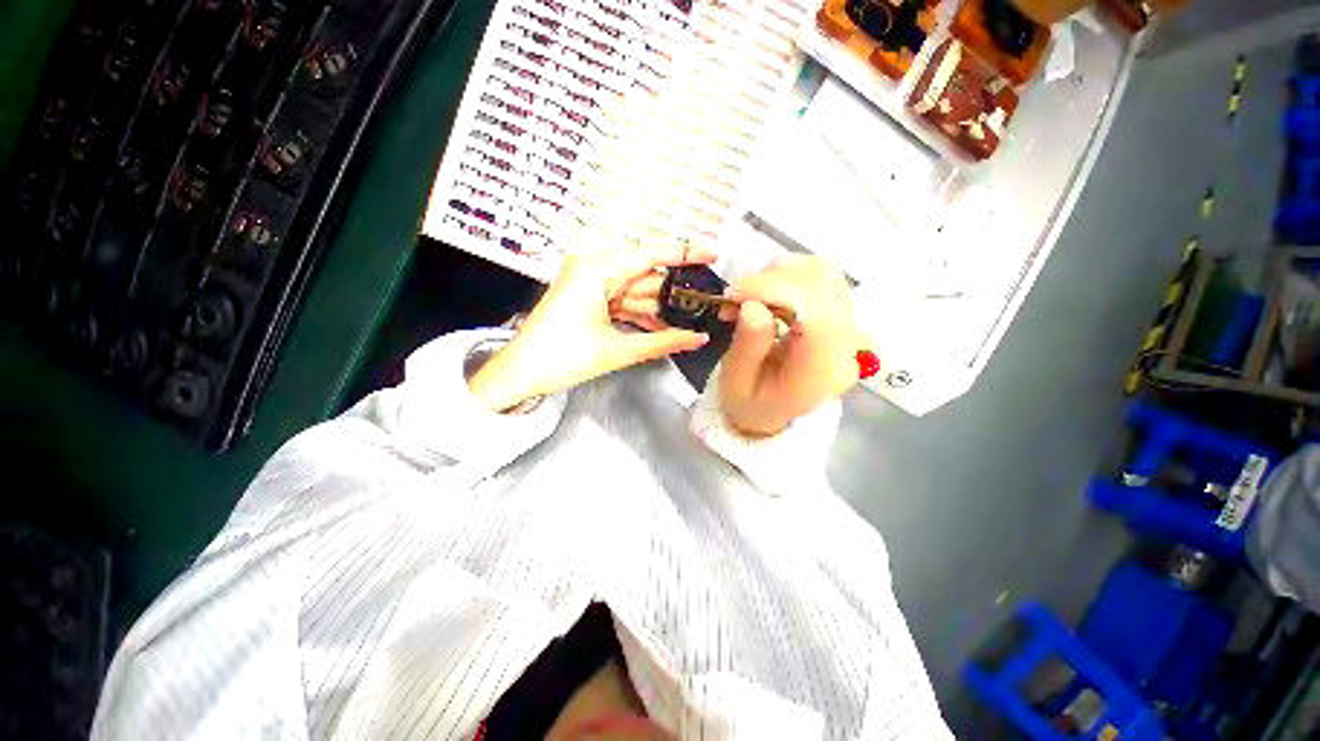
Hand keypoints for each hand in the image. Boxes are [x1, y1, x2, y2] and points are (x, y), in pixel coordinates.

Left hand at [469, 245, 715, 411]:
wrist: (520, 374)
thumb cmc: (563, 358)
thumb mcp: (618, 350)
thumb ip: (663, 341)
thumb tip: (699, 339)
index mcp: (597, 270)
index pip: (650, 255)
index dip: (684, 253)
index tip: (713, 252)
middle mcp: (593, 269)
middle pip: (644, 276)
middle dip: (673, 293)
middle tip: (706, 302)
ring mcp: (589, 284)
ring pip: (634, 292)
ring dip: (658, 308)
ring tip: (690, 320)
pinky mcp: (587, 299)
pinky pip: (622, 303)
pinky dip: (640, 315)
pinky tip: (662, 328)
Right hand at [719, 256, 858, 436]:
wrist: (772, 412)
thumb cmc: (750, 403)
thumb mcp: (736, 385)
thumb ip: (747, 348)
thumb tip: (753, 305)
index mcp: (821, 372)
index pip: (816, 313)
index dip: (774, 290)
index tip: (734, 295)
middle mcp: (845, 347)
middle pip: (824, 284)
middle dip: (772, 279)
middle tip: (737, 297)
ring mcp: (847, 328)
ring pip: (825, 273)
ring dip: (781, 274)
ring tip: (752, 296)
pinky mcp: (839, 315)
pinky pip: (821, 278)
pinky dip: (788, 275)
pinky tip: (768, 294)